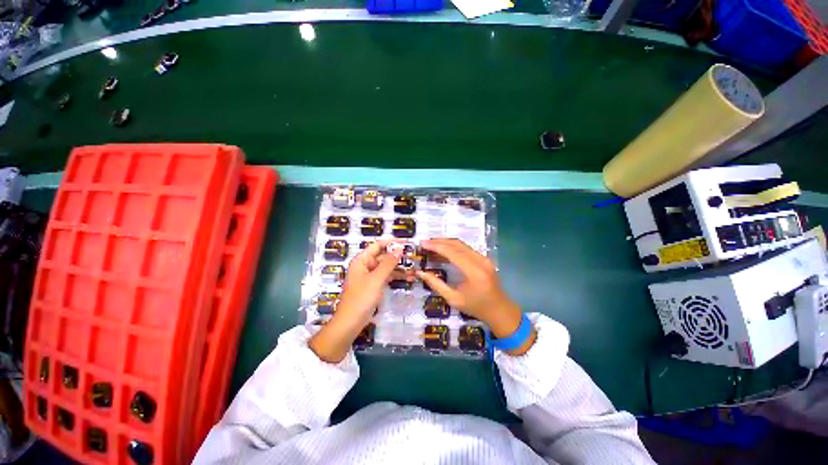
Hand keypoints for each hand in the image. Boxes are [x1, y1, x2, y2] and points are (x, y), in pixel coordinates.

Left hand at [309, 240, 403, 362]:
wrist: (350, 323)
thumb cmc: (361, 298)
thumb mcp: (376, 279)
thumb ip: (388, 263)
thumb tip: (399, 248)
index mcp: (361, 260)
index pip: (378, 245)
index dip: (392, 242)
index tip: (406, 242)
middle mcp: (365, 265)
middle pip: (383, 256)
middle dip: (397, 257)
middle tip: (413, 257)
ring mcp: (369, 276)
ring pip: (386, 267)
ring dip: (399, 268)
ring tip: (414, 270)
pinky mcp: (373, 286)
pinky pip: (386, 277)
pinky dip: (395, 276)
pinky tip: (408, 278)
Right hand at [416, 238, 535, 354]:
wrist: (500, 310)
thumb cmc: (476, 307)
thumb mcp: (453, 299)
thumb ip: (436, 284)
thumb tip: (421, 272)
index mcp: (474, 272)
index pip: (452, 252)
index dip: (436, 246)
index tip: (423, 244)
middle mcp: (480, 261)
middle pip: (456, 244)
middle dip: (439, 242)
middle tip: (424, 243)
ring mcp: (484, 258)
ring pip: (461, 244)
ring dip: (445, 243)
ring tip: (431, 245)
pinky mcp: (484, 258)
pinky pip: (466, 248)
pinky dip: (453, 247)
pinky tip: (443, 250)